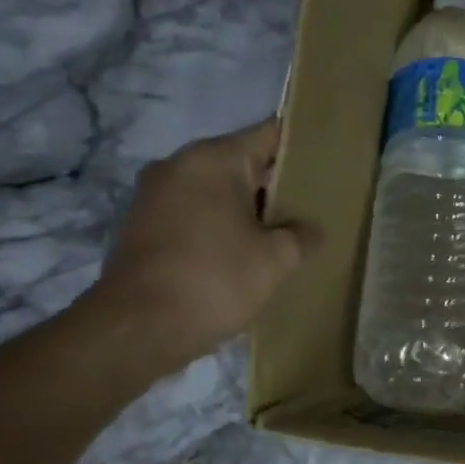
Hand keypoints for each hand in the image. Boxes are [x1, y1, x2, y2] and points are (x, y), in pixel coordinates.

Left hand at [89, 119, 308, 369]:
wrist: (136, 329)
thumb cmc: (214, 279)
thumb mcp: (277, 259)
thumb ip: (302, 235)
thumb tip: (309, 229)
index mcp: (213, 159)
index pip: (270, 134)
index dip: (302, 146)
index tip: (328, 163)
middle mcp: (179, 165)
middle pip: (242, 162)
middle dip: (276, 183)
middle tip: (313, 204)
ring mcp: (155, 195)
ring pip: (217, 189)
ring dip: (247, 208)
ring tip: (284, 232)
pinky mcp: (143, 225)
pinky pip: (195, 212)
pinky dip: (221, 224)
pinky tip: (246, 251)